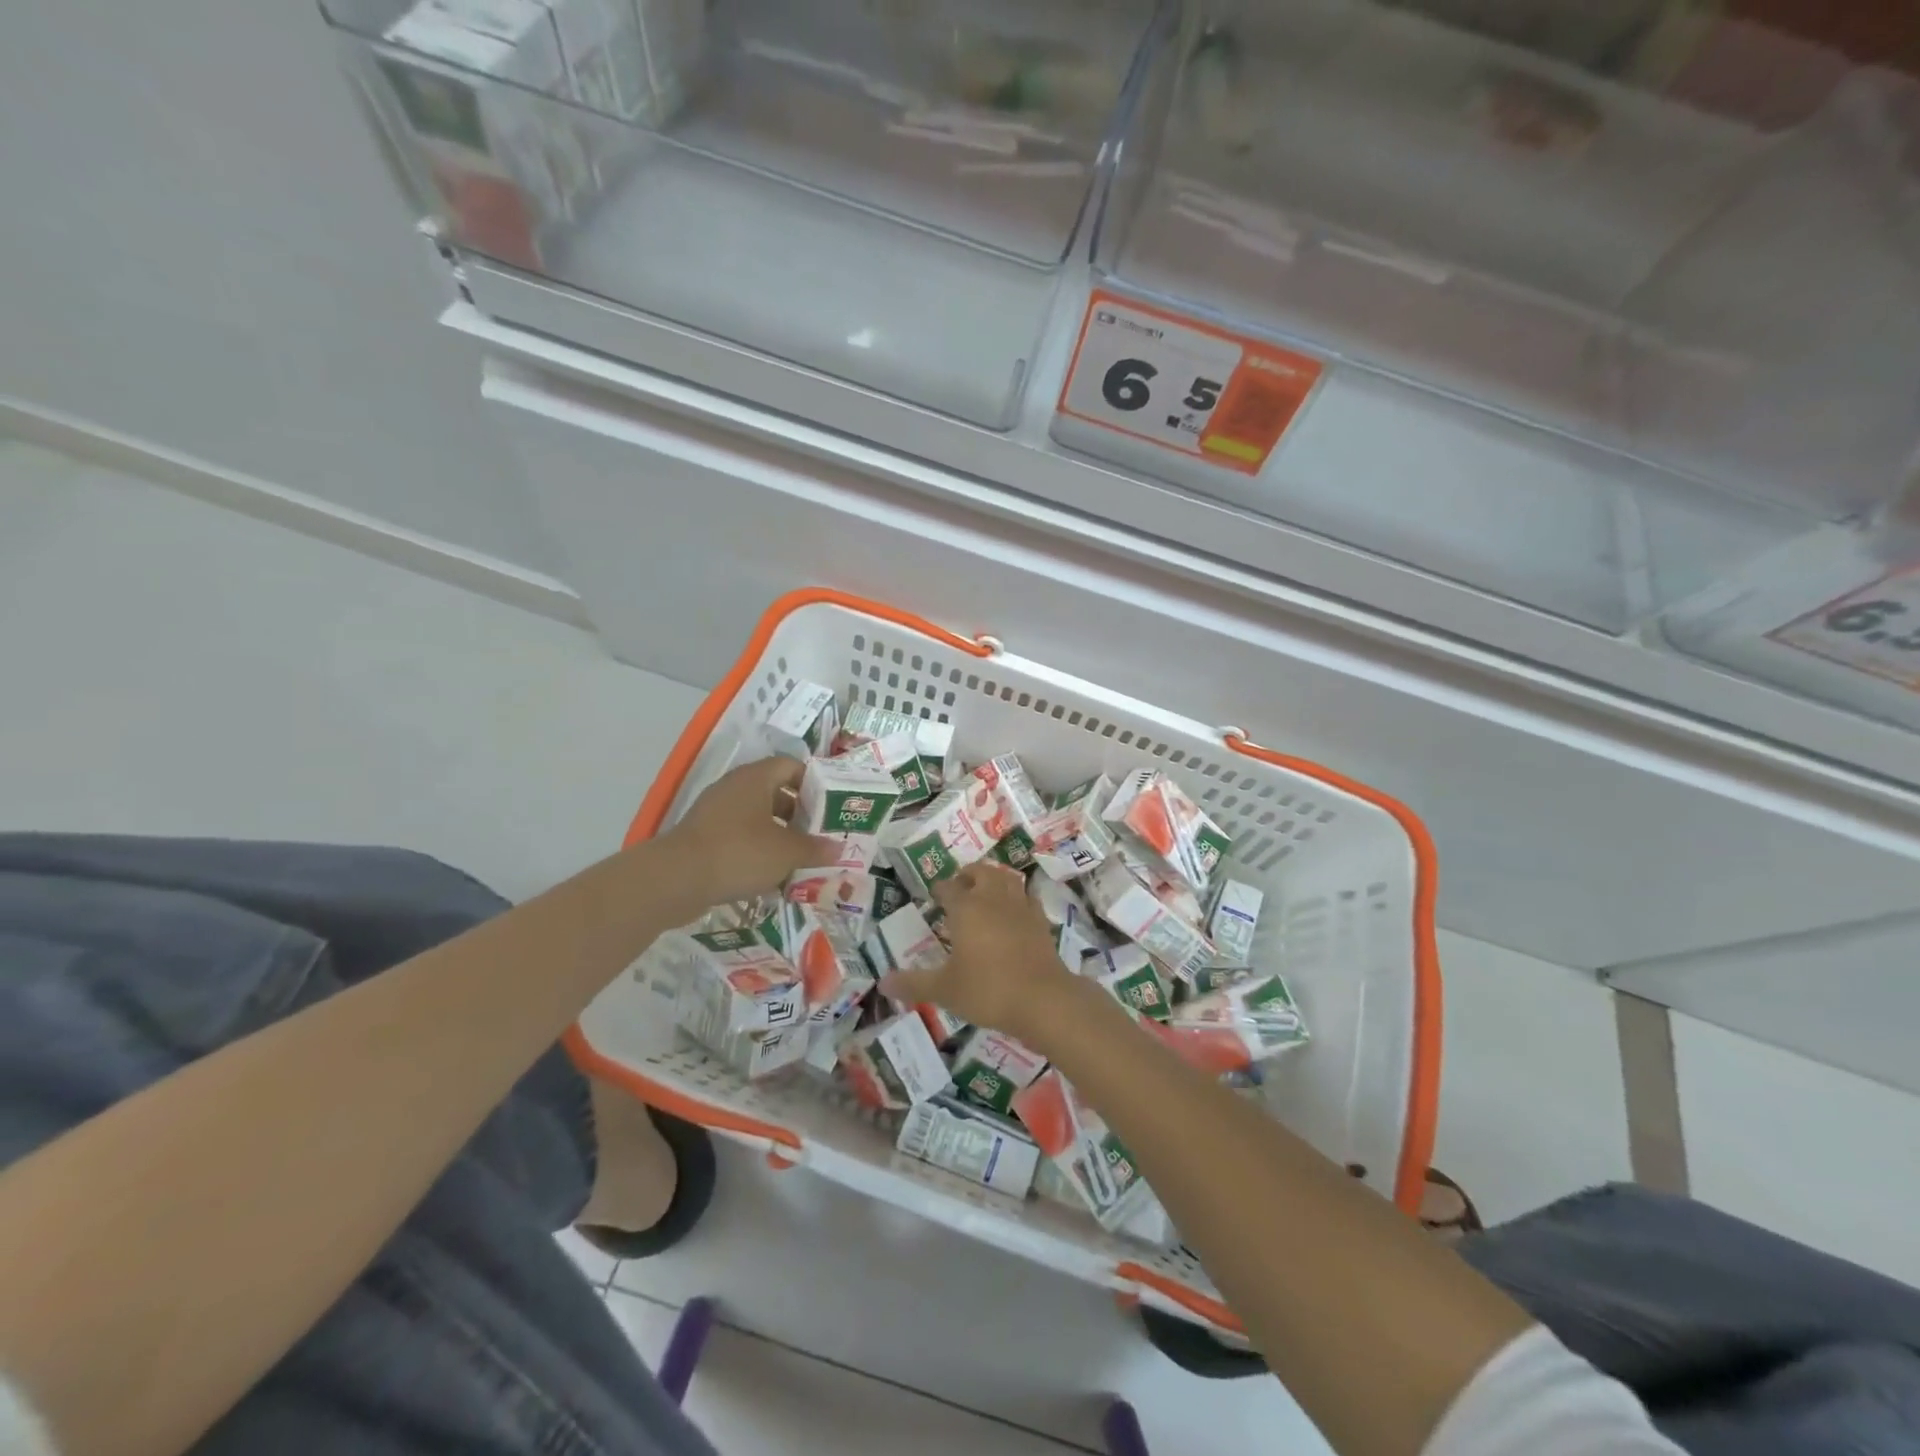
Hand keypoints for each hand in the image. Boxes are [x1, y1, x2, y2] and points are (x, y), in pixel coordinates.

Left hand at [662, 757, 836, 907]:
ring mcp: (716, 812)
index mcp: (756, 778)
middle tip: (821, 835)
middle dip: (800, 815)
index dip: (814, 783)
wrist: (675, 880)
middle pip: (776, 793)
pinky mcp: (704, 838)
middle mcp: (735, 788)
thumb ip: (815, 849)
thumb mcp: (786, 852)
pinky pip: (739, 837)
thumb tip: (838, 849)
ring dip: (780, 836)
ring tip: (801, 858)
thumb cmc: (739, 853)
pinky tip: (772, 875)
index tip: (830, 806)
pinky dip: (758, 851)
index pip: (791, 766)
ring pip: (757, 818)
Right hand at [879, 864, 1081, 1046]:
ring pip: (1007, 879)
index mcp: (966, 908)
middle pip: (981, 872)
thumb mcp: (944, 990)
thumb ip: (913, 984)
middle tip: (960, 887)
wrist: (1043, 999)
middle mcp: (993, 899)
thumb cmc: (988, 990)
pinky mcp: (1041, 921)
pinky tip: (1014, 912)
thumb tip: (882, 983)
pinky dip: (1017, 898)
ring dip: (994, 880)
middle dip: (968, 875)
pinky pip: (1027, 898)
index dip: (940, 890)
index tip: (934, 897)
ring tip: (986, 893)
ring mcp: (1021, 907)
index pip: (949, 888)